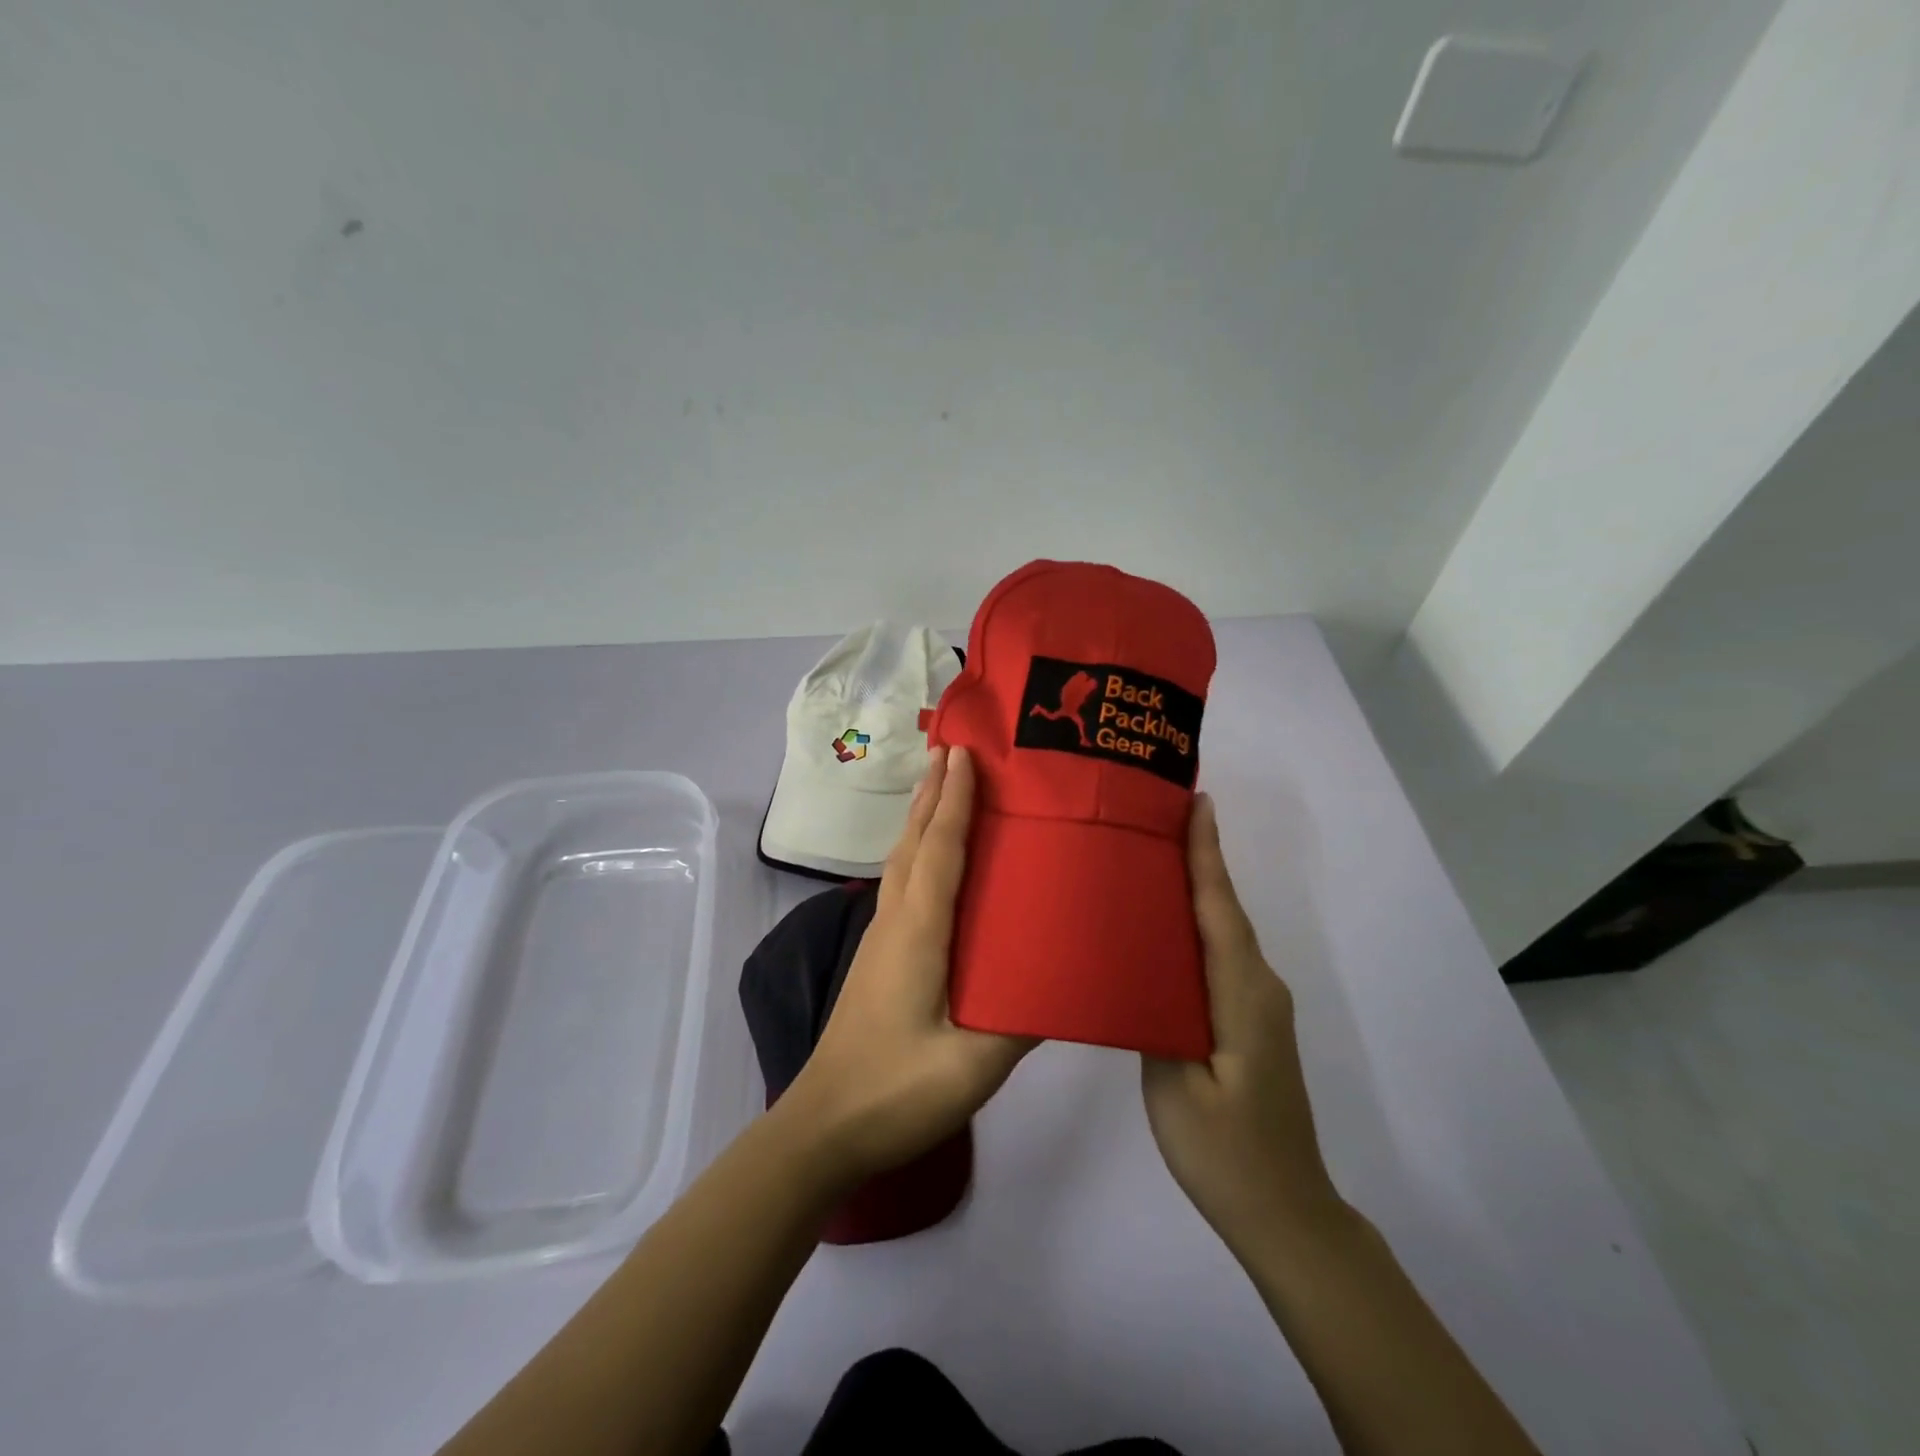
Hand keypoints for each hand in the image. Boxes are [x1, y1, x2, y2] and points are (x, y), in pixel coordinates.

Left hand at [782, 746, 1034, 1186]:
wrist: (824, 1127)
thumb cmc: (897, 1092)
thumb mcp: (972, 1066)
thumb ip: (1022, 1020)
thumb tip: (1068, 978)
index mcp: (918, 933)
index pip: (939, 851)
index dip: (954, 801)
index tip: (965, 755)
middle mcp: (894, 922)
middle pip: (913, 842)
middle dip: (933, 794)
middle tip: (955, 751)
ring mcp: (880, 939)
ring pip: (902, 860)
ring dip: (922, 818)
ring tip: (944, 787)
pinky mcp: (878, 957)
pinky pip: (900, 884)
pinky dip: (918, 851)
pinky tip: (932, 860)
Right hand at [1142, 795, 1342, 1252]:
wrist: (1285, 1213)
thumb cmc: (1225, 1151)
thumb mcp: (1175, 1086)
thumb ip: (1156, 1016)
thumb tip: (1139, 965)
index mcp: (1241, 994)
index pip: (1220, 908)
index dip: (1207, 854)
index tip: (1197, 802)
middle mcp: (1259, 986)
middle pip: (1224, 910)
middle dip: (1197, 859)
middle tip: (1155, 817)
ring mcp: (1259, 1004)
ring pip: (1223, 932)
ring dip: (1196, 890)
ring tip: (1150, 857)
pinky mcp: (1252, 1021)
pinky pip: (1221, 956)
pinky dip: (1197, 927)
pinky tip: (1164, 926)